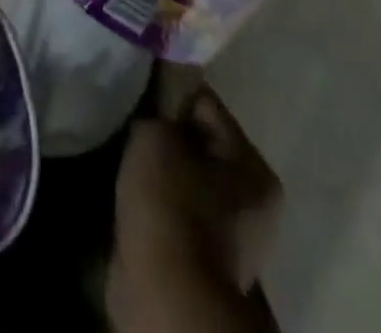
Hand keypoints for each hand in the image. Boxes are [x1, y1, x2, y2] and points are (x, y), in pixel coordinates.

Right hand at [109, 85, 284, 332]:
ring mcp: (229, 237)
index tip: (140, 90)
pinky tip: (130, 187)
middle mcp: (253, 204)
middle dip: (164, 133)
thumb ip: (159, 108)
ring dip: (157, 166)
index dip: (169, 92)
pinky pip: (174, 207)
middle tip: (131, 123)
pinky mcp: (200, 258)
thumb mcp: (158, 133)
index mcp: (255, 168)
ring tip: (125, 154)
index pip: (206, 105)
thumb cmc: (170, 201)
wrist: (165, 291)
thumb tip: (156, 100)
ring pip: (184, 177)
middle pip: (198, 143)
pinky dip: (154, 198)